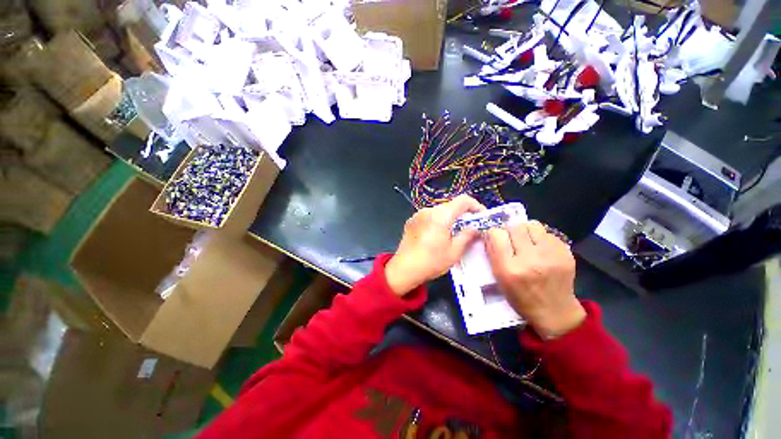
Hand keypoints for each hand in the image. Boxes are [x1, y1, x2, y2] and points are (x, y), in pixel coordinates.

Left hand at [385, 195, 485, 295]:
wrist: (404, 269)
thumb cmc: (431, 261)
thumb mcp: (454, 251)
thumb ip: (467, 235)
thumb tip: (475, 227)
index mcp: (440, 215)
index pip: (463, 200)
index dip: (475, 205)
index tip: (481, 216)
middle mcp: (428, 210)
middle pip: (450, 205)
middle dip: (462, 214)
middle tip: (468, 228)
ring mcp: (417, 215)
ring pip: (439, 211)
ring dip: (449, 218)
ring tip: (452, 233)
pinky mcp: (411, 221)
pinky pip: (428, 216)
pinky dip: (437, 221)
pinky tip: (436, 235)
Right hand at [485, 221, 584, 338]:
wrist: (555, 311)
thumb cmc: (520, 297)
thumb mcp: (499, 278)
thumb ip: (493, 254)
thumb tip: (490, 233)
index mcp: (510, 268)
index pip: (496, 234)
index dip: (494, 234)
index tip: (495, 238)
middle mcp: (530, 259)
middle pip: (514, 227)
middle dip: (509, 231)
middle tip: (510, 239)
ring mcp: (551, 255)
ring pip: (532, 225)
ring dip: (525, 231)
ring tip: (526, 241)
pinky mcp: (566, 253)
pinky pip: (548, 233)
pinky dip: (540, 237)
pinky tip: (540, 249)